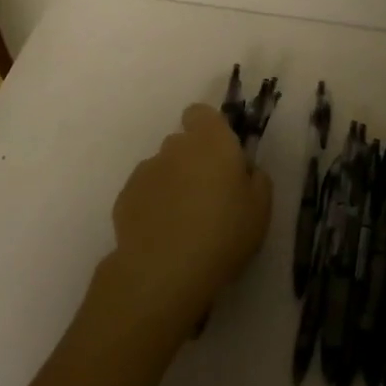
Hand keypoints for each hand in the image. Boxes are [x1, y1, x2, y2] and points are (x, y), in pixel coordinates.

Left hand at [99, 105, 272, 335]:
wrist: (163, 272)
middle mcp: (175, 147)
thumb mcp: (260, 209)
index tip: (220, 155)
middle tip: (208, 197)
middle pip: (182, 143)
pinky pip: (144, 193)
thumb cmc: (223, 233)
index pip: (201, 113)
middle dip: (193, 161)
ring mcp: (146, 171)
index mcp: (212, 140)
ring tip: (182, 223)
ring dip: (172, 185)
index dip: (209, 129)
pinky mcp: (124, 198)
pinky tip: (162, 236)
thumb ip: (255, 178)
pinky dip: (152, 206)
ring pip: (162, 169)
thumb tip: (244, 170)